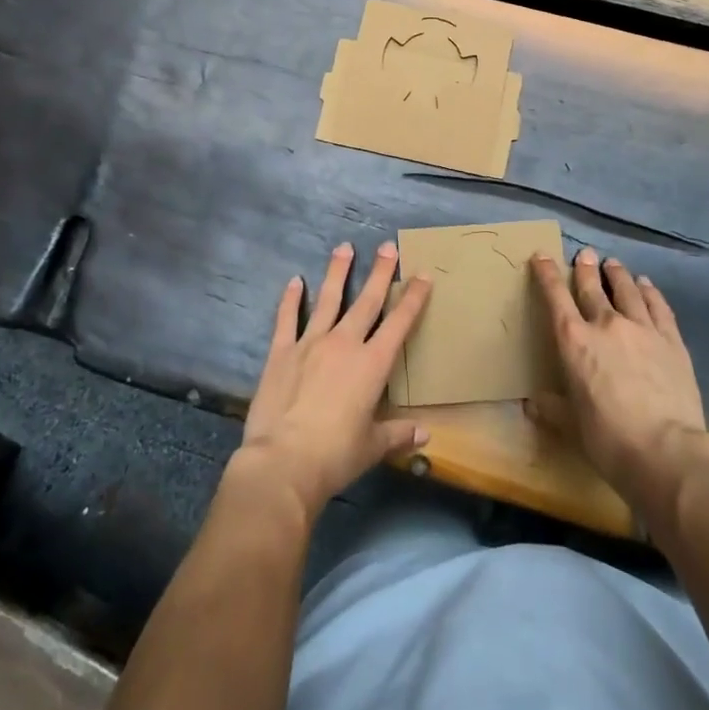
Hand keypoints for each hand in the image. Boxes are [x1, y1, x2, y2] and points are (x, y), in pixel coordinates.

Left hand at [236, 241, 432, 518]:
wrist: (284, 462)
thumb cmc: (335, 456)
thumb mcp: (373, 447)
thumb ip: (398, 434)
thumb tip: (426, 434)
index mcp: (372, 365)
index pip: (399, 323)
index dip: (413, 298)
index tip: (423, 275)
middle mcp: (344, 344)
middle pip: (366, 301)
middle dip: (380, 272)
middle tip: (387, 246)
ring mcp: (311, 343)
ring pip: (328, 299)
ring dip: (337, 273)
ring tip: (343, 247)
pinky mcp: (282, 352)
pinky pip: (287, 319)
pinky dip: (291, 299)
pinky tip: (294, 281)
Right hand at [527, 249, 708, 510]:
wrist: (666, 451)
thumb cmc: (608, 440)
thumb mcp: (572, 426)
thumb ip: (552, 409)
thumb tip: (532, 404)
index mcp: (573, 341)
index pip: (555, 297)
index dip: (546, 274)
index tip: (542, 256)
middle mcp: (605, 324)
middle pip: (592, 287)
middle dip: (585, 268)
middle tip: (584, 254)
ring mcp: (642, 328)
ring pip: (627, 290)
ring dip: (617, 274)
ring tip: (613, 264)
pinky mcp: (671, 340)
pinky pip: (658, 306)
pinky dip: (650, 292)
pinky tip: (646, 285)